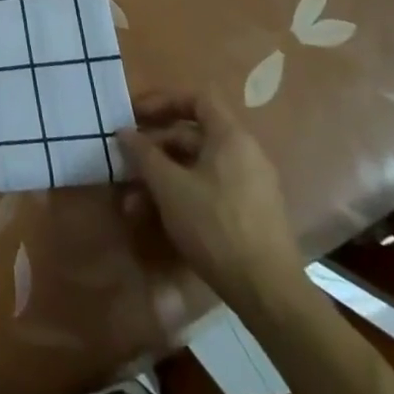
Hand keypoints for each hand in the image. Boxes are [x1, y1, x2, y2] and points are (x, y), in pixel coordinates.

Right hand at [116, 89, 301, 304]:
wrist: (269, 294)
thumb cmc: (216, 226)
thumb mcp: (170, 187)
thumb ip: (144, 154)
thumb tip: (124, 132)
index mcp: (231, 137)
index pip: (197, 99)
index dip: (164, 102)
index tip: (136, 116)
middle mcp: (245, 154)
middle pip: (193, 136)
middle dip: (155, 150)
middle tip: (127, 163)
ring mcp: (251, 186)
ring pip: (198, 169)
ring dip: (163, 179)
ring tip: (134, 204)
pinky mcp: (251, 215)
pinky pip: (210, 190)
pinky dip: (183, 196)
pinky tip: (159, 219)